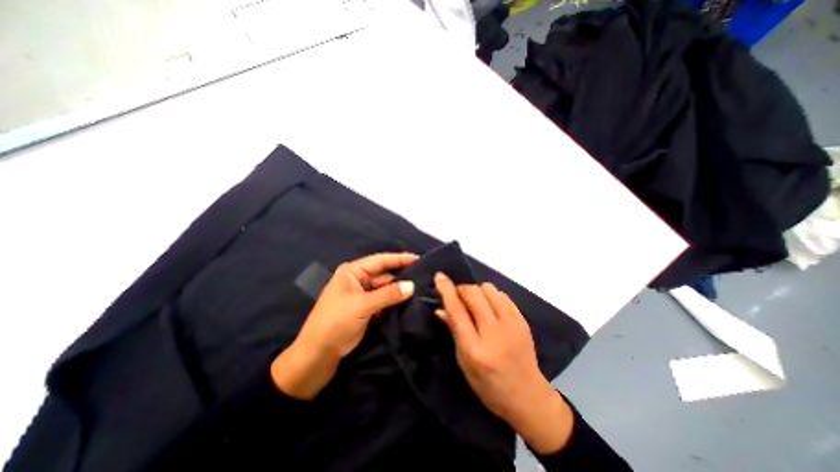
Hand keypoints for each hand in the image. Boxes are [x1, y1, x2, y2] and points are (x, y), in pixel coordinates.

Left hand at [272, 252, 414, 400]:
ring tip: (420, 291)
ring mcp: (361, 296)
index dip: (400, 259)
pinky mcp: (364, 310)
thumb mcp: (363, 305)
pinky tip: (408, 304)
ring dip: (398, 292)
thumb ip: (389, 294)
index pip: (380, 261)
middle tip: (424, 279)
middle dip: (401, 277)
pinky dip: (393, 303)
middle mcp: (357, 280)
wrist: (316, 357)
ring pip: (384, 290)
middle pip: (384, 275)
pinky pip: (382, 302)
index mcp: (352, 272)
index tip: (419, 258)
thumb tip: (411, 286)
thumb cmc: (335, 323)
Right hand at [433, 273, 570, 453]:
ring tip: (475, 303)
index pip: (457, 311)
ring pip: (489, 289)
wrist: (527, 396)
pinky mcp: (522, 320)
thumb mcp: (464, 362)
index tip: (439, 276)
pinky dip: (491, 296)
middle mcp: (494, 332)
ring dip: (477, 291)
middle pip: (474, 294)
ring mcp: (512, 324)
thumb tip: (440, 308)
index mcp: (475, 348)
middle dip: (461, 289)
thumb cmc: (488, 384)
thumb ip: (453, 331)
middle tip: (458, 297)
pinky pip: (503, 295)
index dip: (446, 290)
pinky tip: (490, 307)